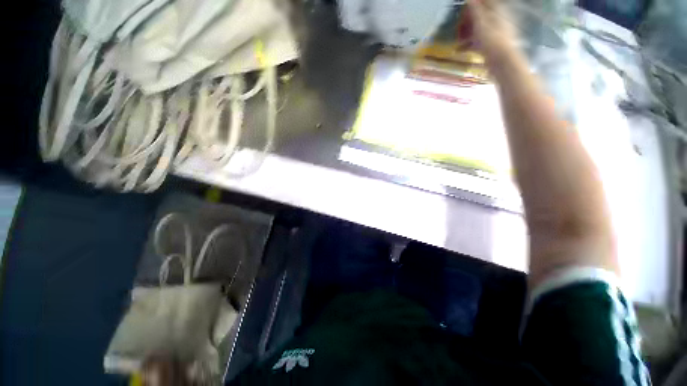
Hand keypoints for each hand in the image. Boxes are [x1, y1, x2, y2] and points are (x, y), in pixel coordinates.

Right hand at [464, 0, 519, 69]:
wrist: (501, 64)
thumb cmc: (493, 42)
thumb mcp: (482, 24)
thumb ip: (476, 11)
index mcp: (497, 13)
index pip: (486, 3)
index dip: (475, 3)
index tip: (465, 5)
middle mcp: (496, 21)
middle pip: (481, 16)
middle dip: (468, 19)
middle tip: (458, 22)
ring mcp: (493, 35)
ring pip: (477, 30)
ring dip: (466, 32)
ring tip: (455, 37)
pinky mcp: (489, 47)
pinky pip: (476, 42)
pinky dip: (467, 45)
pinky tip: (458, 50)